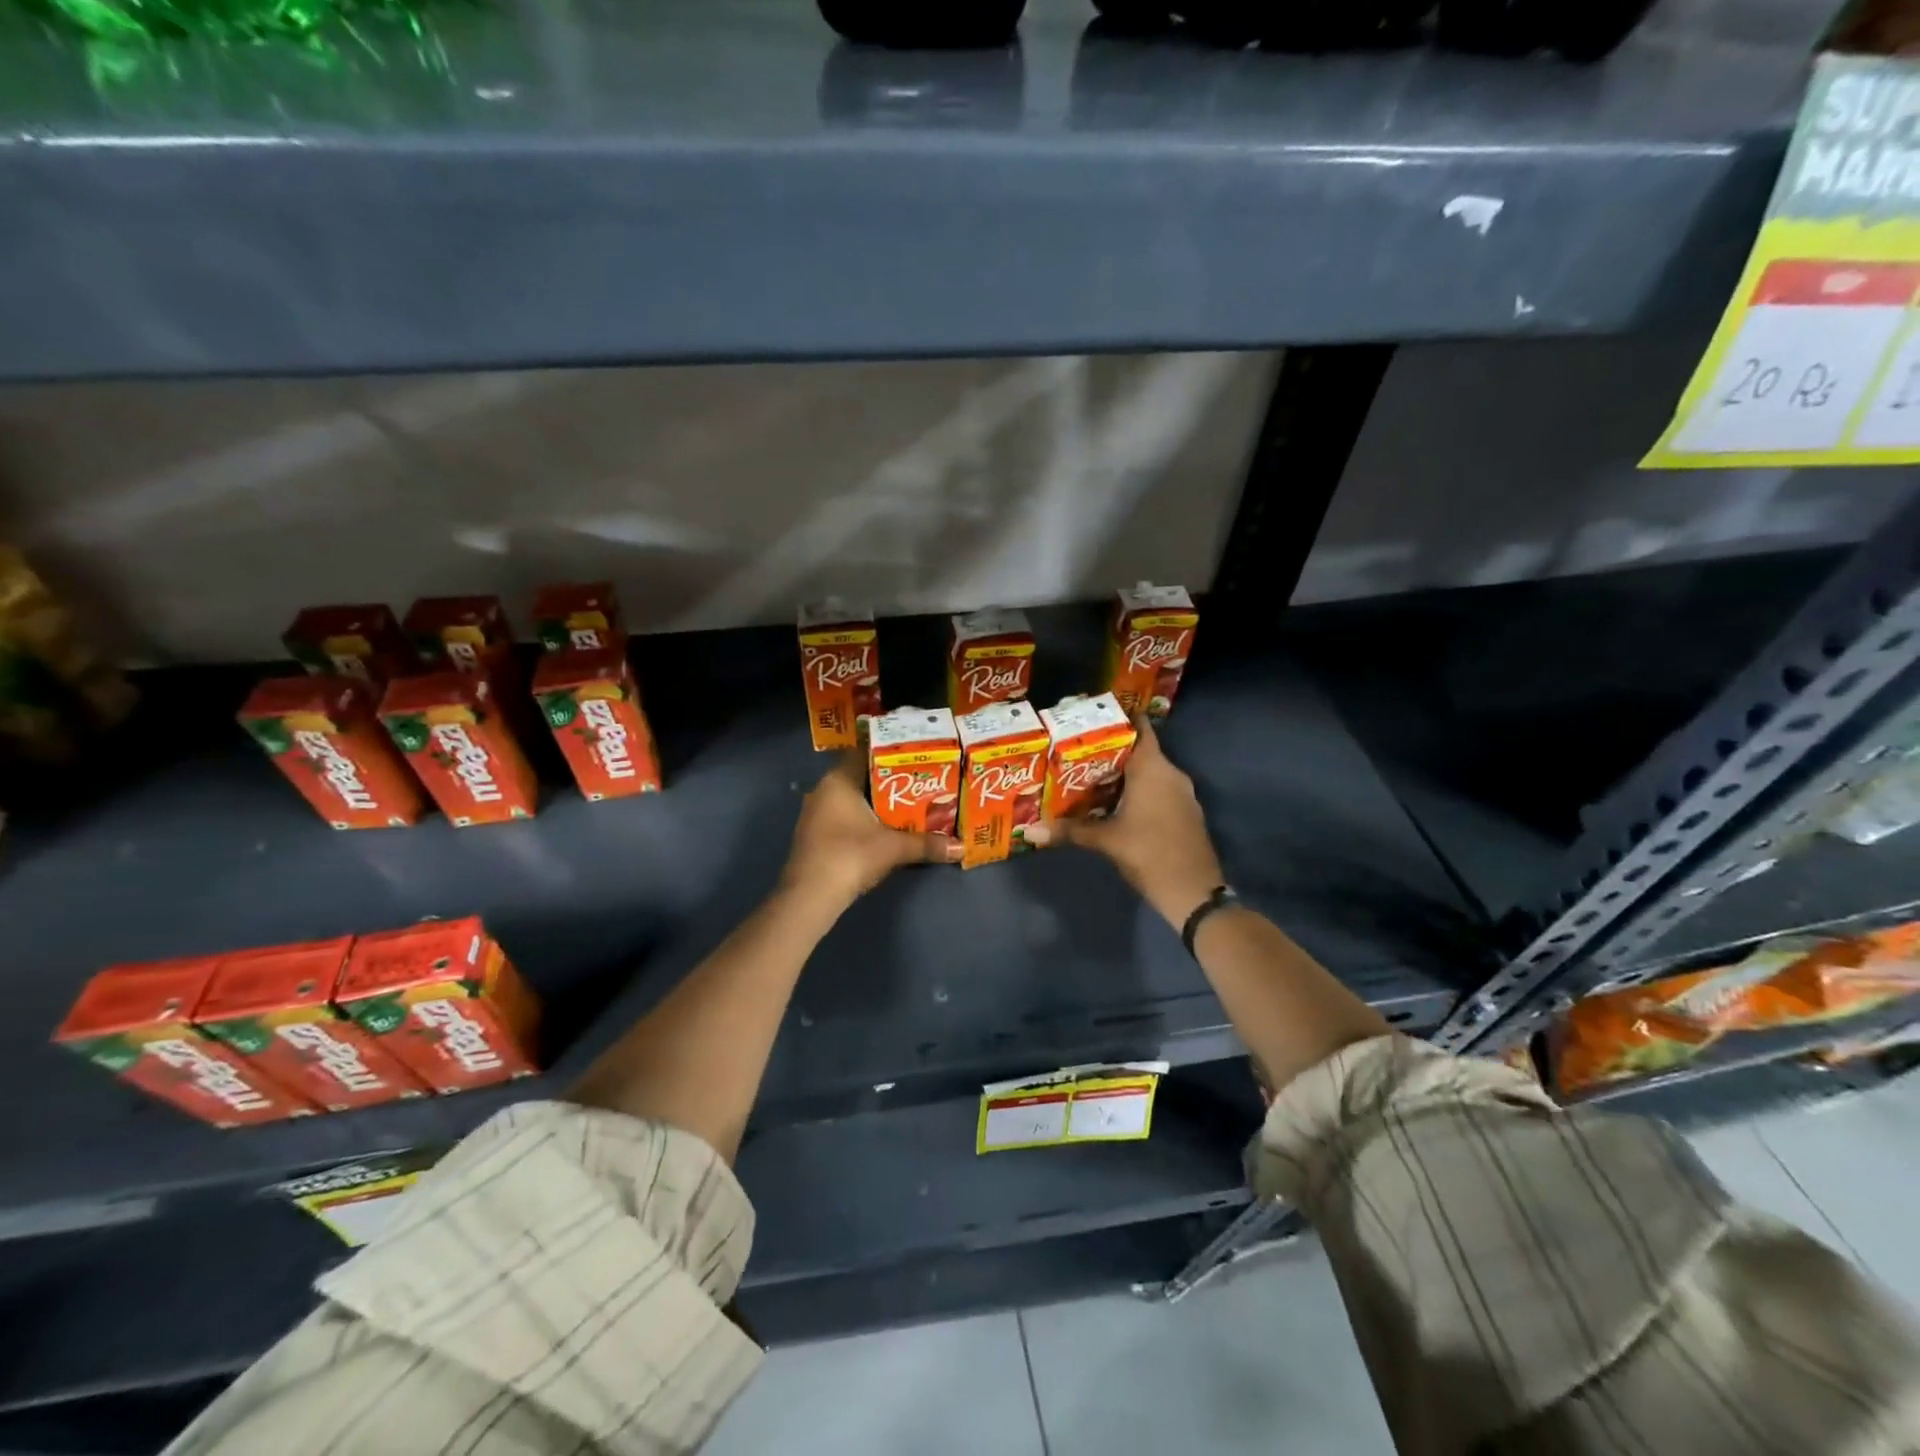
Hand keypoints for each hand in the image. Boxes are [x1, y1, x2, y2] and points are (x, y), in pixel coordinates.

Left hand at [780, 752, 961, 914]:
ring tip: (909, 805)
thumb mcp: (895, 848)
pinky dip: (865, 820)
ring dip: (877, 804)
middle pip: (861, 778)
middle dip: (889, 782)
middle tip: (920, 782)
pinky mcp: (816, 836)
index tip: (916, 757)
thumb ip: (928, 844)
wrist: (811, 896)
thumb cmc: (851, 856)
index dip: (891, 753)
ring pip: (853, 800)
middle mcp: (823, 790)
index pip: (865, 753)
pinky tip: (886, 830)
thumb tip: (961, 846)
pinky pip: (845, 817)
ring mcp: (816, 814)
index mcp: (839, 780)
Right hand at [1025, 718, 1223, 927]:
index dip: (1119, 719)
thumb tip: (1029, 831)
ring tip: (1090, 775)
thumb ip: (1069, 830)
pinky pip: (1159, 789)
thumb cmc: (1149, 853)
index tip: (1093, 716)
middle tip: (1078, 750)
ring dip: (1125, 773)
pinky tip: (1115, 802)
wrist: (1193, 891)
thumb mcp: (1105, 840)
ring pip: (1150, 772)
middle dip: (1111, 750)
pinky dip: (1139, 790)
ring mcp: (1182, 794)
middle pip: (1140, 751)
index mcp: (1154, 769)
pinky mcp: (1185, 812)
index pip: (1140, 729)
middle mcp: (1171, 774)